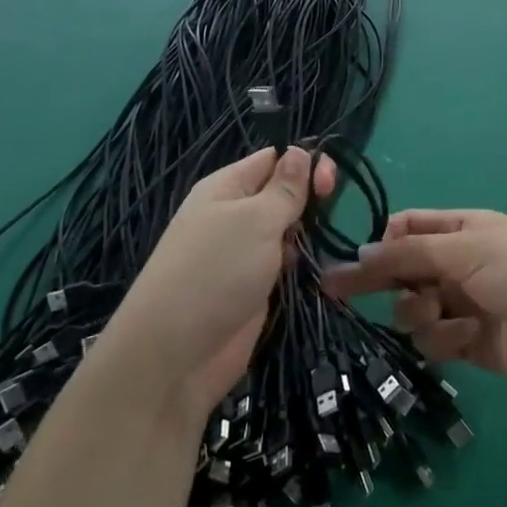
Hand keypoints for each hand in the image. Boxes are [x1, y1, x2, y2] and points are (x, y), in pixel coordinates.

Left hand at [108, 146, 333, 418]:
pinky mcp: (253, 287)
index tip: (330, 183)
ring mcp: (243, 253)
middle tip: (330, 212)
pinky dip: (301, 264)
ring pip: (287, 229)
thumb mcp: (256, 220)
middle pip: (282, 193)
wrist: (176, 355)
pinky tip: (318, 268)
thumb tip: (300, 151)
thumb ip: (285, 187)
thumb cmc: (216, 272)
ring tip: (326, 241)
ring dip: (308, 233)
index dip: (304, 162)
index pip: (272, 159)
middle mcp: (234, 215)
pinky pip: (284, 263)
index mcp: (227, 187)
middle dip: (310, 198)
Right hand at [325, 210, 506, 390]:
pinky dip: (445, 338)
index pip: (406, 229)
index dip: (380, 243)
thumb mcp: (464, 248)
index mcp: (458, 230)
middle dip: (382, 282)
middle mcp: (454, 264)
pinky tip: (469, 335)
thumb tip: (359, 253)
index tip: (355, 260)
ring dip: (419, 313)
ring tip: (440, 313)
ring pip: (411, 309)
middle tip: (336, 293)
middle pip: (401, 271)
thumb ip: (409, 253)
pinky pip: (433, 340)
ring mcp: (458, 304)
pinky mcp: (463, 342)